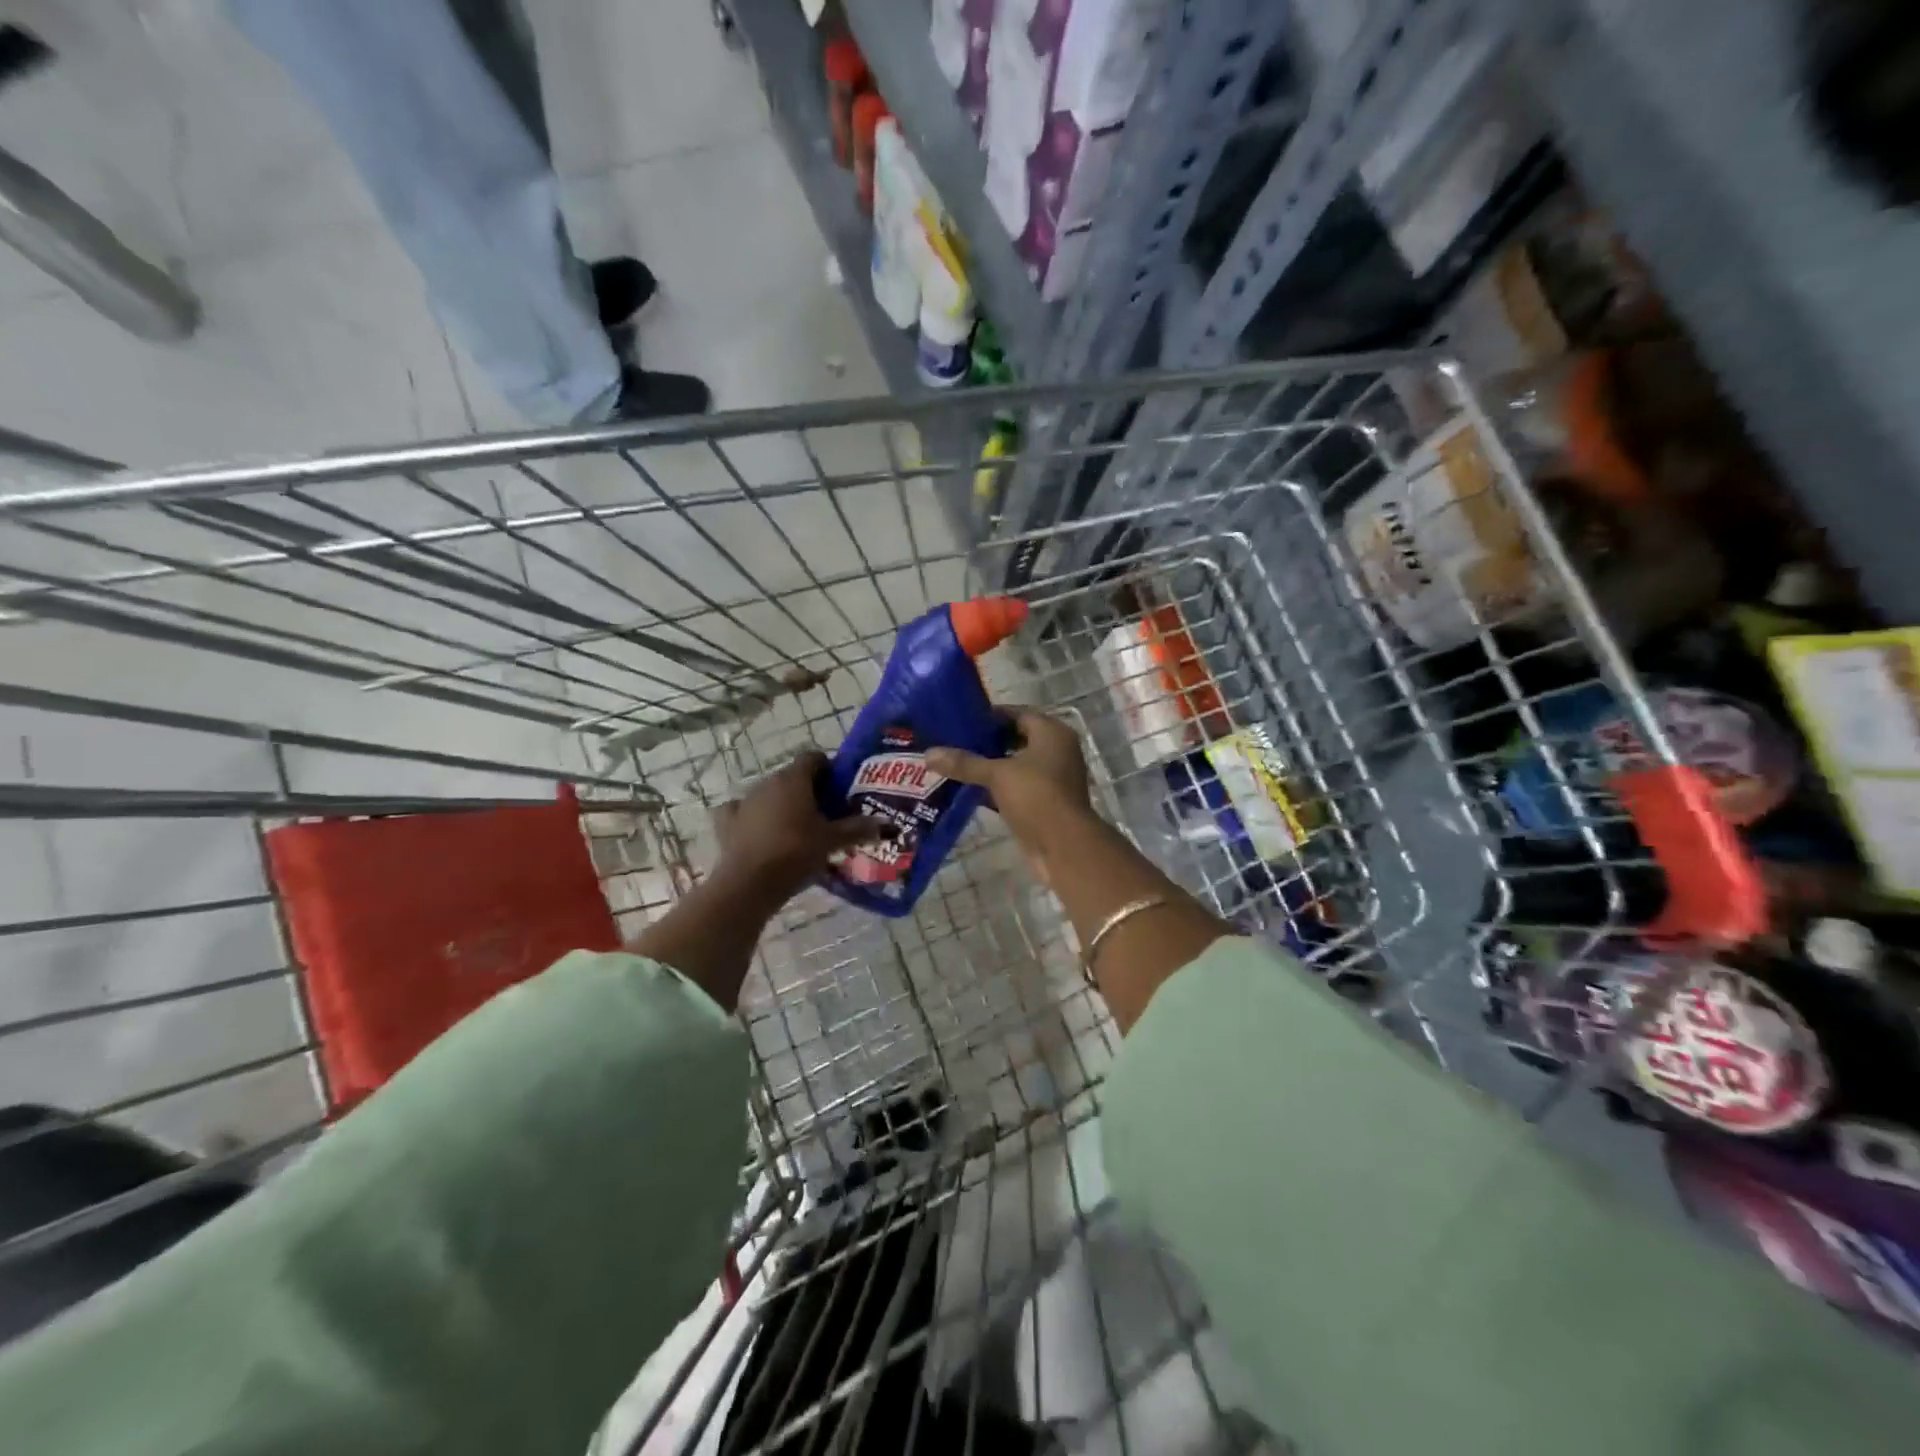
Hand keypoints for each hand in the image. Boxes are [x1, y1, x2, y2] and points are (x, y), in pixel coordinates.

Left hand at [714, 750, 884, 900]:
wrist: (749, 883)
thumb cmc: (796, 853)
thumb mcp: (832, 841)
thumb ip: (858, 829)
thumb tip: (885, 824)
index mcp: (794, 779)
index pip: (813, 758)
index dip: (828, 769)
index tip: (839, 789)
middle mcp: (767, 782)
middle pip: (792, 777)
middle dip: (808, 790)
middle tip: (825, 814)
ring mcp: (744, 801)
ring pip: (768, 794)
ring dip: (782, 805)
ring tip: (798, 830)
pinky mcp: (726, 822)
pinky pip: (742, 812)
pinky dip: (752, 818)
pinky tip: (761, 833)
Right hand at [925, 711, 1092, 876]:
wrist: (1064, 847)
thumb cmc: (1036, 797)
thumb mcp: (997, 775)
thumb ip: (964, 763)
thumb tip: (928, 753)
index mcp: (1052, 734)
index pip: (1018, 713)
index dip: (990, 716)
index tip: (961, 720)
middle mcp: (1056, 751)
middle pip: (1016, 739)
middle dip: (986, 742)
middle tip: (953, 741)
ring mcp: (1052, 779)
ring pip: (1015, 766)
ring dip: (990, 766)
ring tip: (956, 764)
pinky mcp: (1044, 803)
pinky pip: (1016, 788)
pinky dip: (996, 788)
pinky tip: (968, 790)